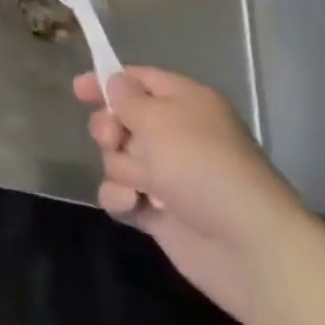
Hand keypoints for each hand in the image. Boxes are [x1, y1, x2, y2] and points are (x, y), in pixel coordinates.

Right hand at [74, 66, 309, 324]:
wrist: (246, 245)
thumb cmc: (202, 165)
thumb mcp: (159, 118)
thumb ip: (127, 98)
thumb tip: (114, 82)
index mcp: (184, 102)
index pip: (139, 79)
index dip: (107, 81)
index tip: (78, 90)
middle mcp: (174, 134)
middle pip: (121, 119)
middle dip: (110, 128)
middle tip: (115, 139)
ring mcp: (166, 175)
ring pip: (118, 158)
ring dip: (121, 168)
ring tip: (143, 185)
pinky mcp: (159, 212)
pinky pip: (121, 194)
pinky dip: (123, 199)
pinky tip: (135, 206)